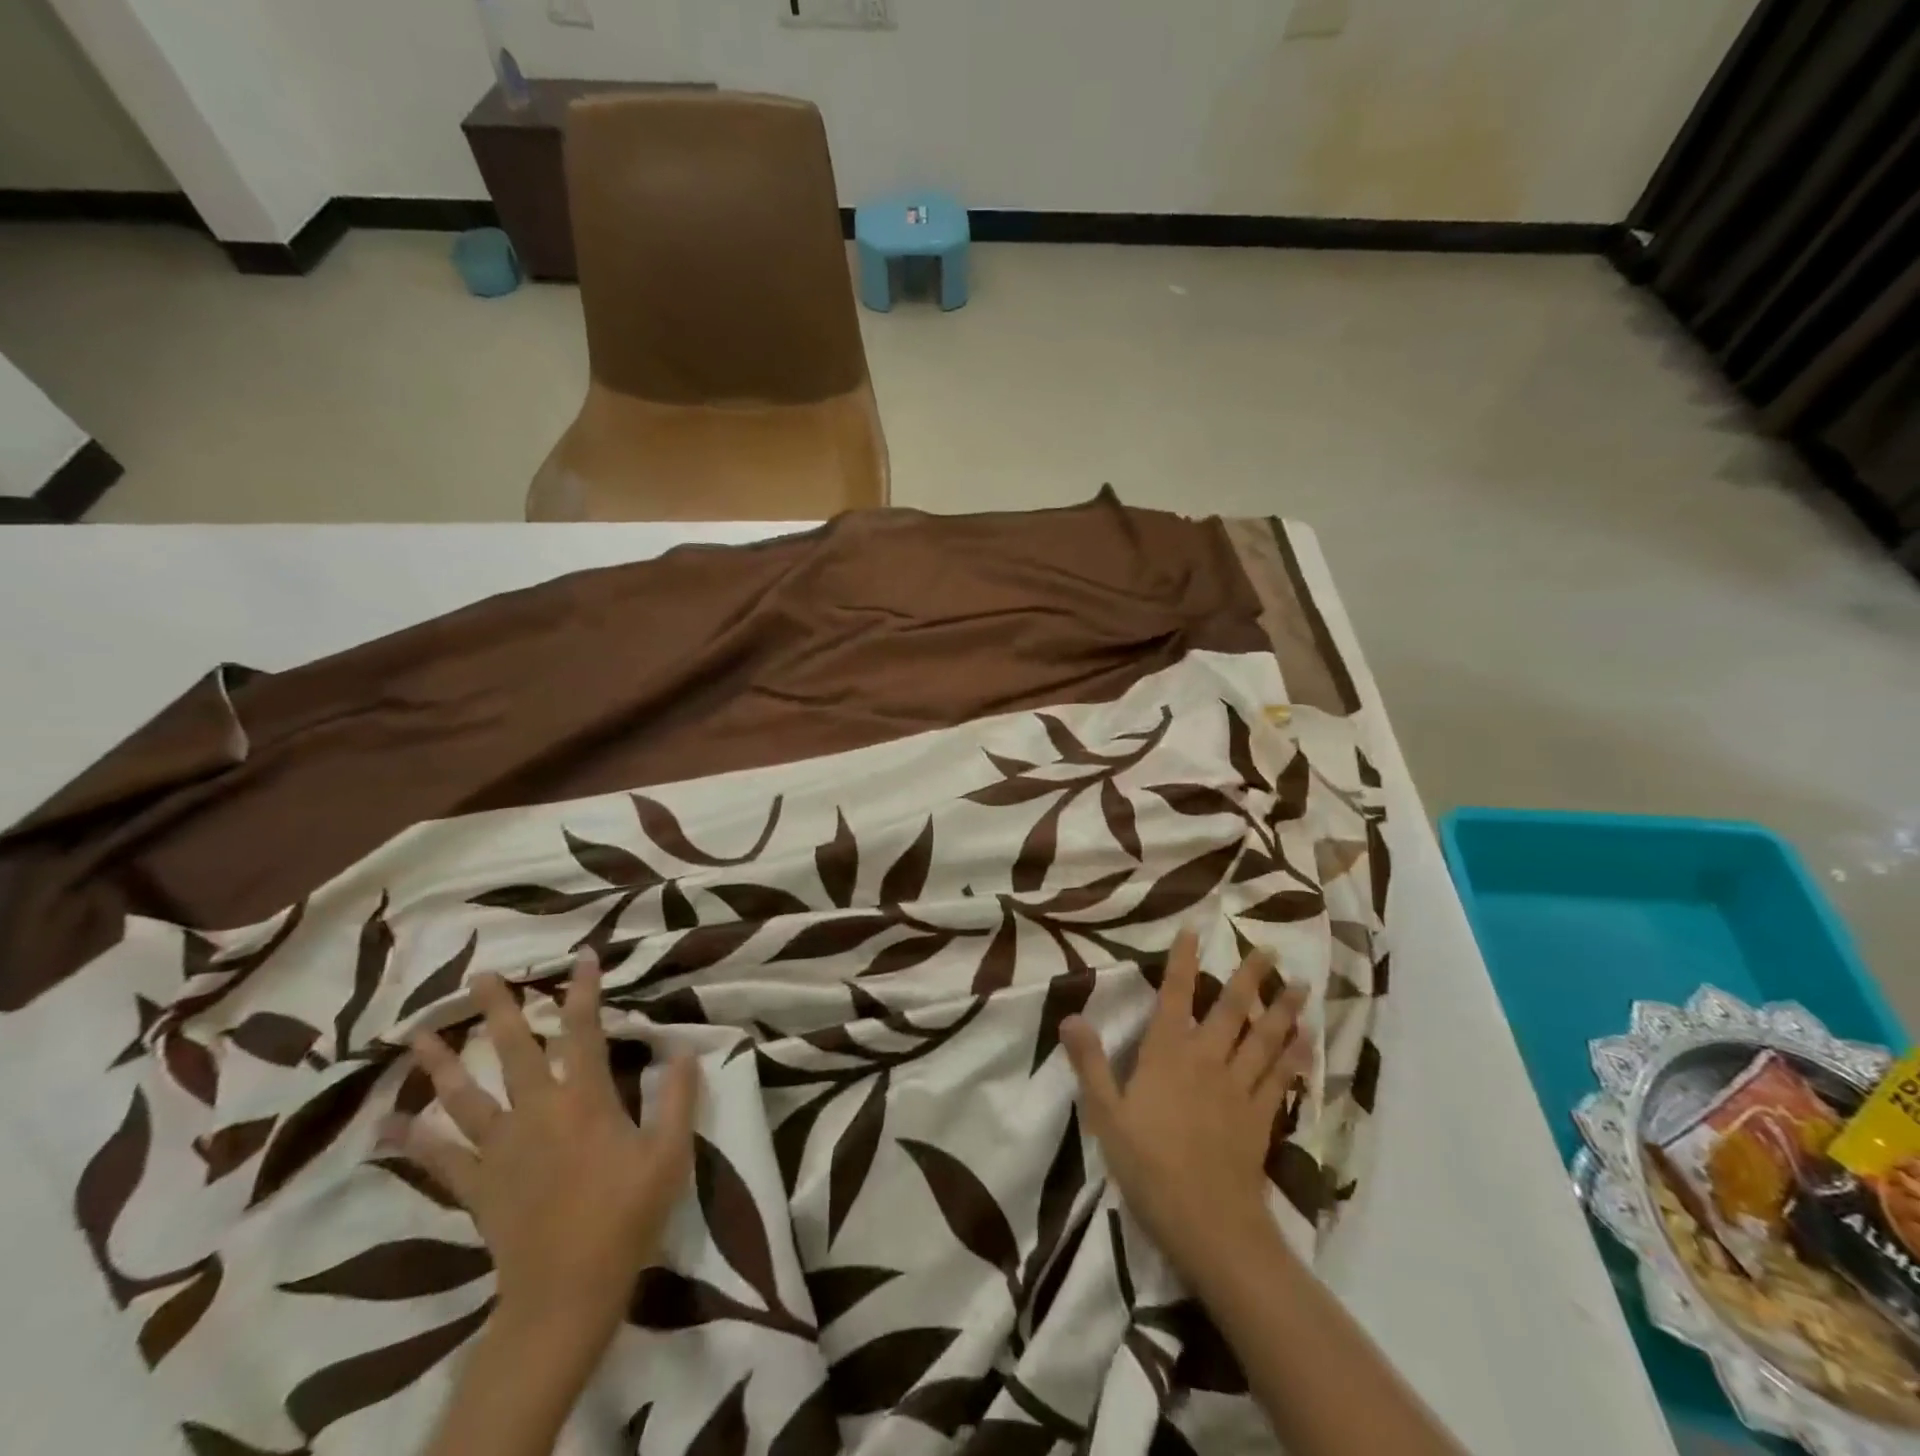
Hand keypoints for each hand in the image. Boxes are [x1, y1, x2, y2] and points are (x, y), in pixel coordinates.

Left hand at [391, 950, 698, 1341]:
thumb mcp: (670, 1154)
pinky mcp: (477, 1184)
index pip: (586, 1030)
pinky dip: (414, 1139)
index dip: (585, 990)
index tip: (583, 955)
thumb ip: (679, 1097)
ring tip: (417, 1034)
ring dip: (442, 1063)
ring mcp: (500, 1148)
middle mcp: (537, 1111)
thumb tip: (685, 1049)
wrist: (568, 1291)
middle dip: (498, 1009)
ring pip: (465, 1096)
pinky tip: (388, 1123)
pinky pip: (439, 1158)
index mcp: (586, 1099)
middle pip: (513, 1050)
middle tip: (479, 976)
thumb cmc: (627, 1215)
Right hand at [1062, 925, 1311, 1289]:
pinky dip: (1295, 1056)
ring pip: (1264, 1038)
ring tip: (1301, 986)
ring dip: (1283, 1010)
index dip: (1183, 962)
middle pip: (1231, 1009)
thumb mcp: (1105, 1114)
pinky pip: (1280, 1077)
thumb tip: (1070, 1016)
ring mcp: (1239, 1087)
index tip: (1195, 931)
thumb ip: (1090, 1063)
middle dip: (1249, 977)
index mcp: (1167, 1053)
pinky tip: (1307, 1042)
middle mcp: (1207, 1059)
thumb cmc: (1147, 1165)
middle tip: (1271, 949)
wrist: (1207, 1222)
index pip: (1175, 995)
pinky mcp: (1260, 1116)